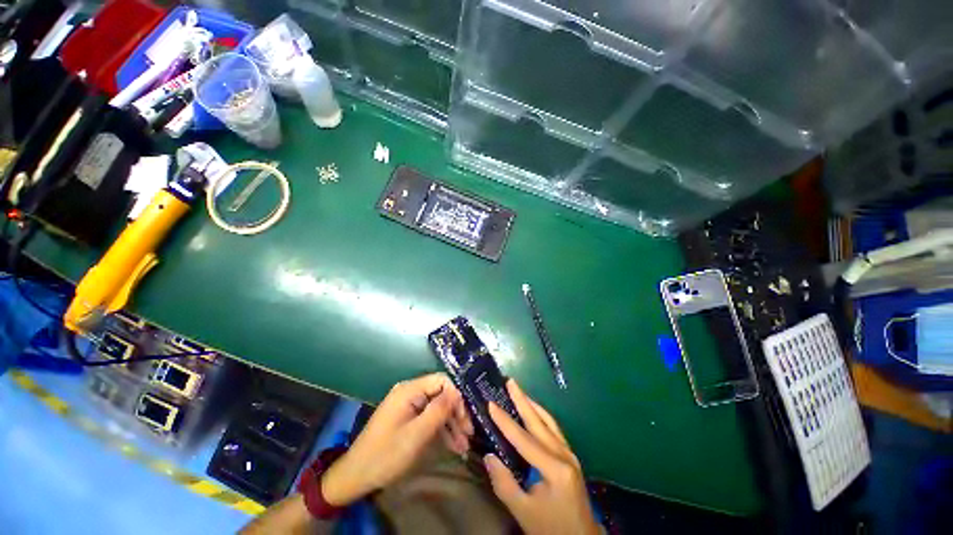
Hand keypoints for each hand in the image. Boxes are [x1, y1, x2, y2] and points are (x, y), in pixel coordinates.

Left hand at [321, 373, 473, 505]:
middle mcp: (410, 392)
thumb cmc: (387, 455)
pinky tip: (453, 445)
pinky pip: (428, 417)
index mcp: (409, 390)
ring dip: (451, 425)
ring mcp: (408, 405)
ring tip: (464, 445)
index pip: (442, 381)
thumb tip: (458, 392)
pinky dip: (440, 430)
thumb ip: (438, 410)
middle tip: (468, 434)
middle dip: (456, 413)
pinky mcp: (407, 417)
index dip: (456, 396)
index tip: (465, 419)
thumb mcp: (417, 434)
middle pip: (440, 394)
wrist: (356, 476)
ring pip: (437, 407)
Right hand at [485, 380, 600, 534]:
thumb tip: (490, 456)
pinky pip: (553, 429)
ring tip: (519, 391)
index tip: (491, 403)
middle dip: (523, 400)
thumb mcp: (524, 512)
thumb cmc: (552, 528)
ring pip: (548, 422)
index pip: (524, 439)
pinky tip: (534, 412)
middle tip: (510, 381)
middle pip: (539, 421)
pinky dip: (541, 416)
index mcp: (555, 468)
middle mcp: (564, 455)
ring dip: (532, 404)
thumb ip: (505, 484)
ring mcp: (570, 454)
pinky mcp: (570, 457)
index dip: (505, 421)